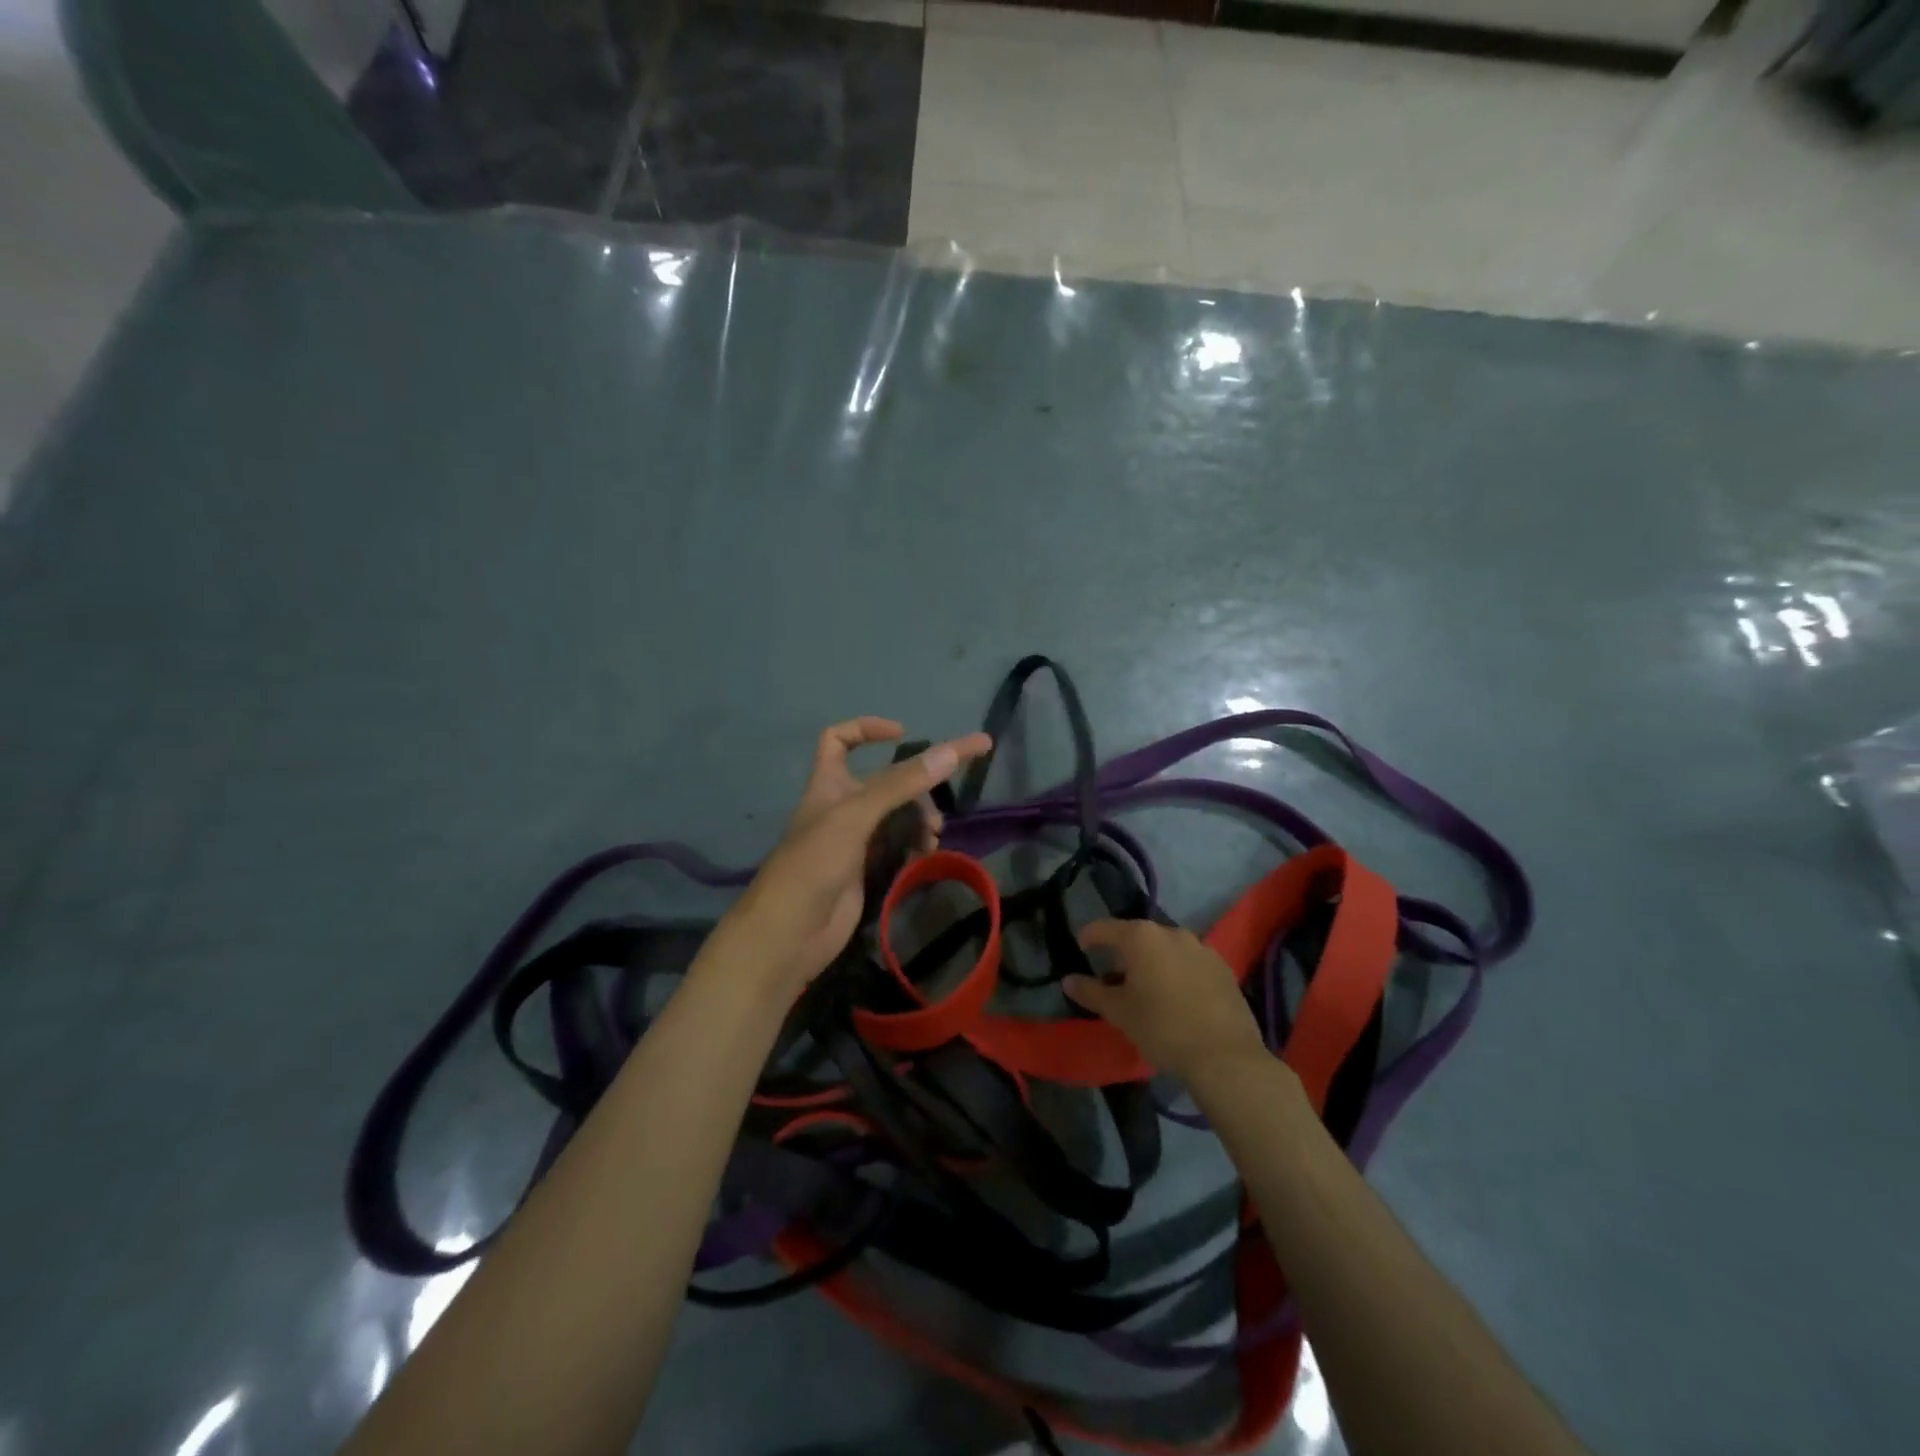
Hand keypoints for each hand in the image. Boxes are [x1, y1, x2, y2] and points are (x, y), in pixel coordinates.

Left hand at [714, 717, 992, 1002]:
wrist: (790, 934)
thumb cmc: (814, 864)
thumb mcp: (856, 816)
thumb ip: (902, 784)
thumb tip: (951, 752)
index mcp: (829, 784)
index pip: (839, 740)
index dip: (867, 729)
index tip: (904, 734)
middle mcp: (842, 807)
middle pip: (886, 782)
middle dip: (917, 788)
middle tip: (942, 806)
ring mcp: (855, 841)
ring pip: (897, 816)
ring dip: (920, 819)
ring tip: (934, 836)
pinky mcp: (867, 871)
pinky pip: (899, 846)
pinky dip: (915, 845)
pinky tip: (926, 855)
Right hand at [1063, 920, 1269, 1083]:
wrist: (1225, 1056)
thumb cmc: (1162, 1027)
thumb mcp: (1118, 1012)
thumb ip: (1091, 991)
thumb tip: (1068, 979)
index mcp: (1141, 937)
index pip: (1105, 928)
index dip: (1089, 936)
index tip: (1080, 947)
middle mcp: (1172, 932)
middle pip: (1138, 936)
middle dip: (1124, 953)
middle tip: (1114, 978)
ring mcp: (1201, 948)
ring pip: (1166, 949)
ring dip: (1153, 962)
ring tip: (1147, 989)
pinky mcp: (1223, 968)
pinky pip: (1190, 963)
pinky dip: (1177, 972)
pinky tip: (1177, 998)